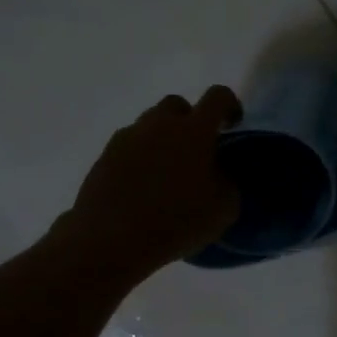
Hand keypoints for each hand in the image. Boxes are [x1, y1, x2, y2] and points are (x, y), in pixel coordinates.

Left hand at [60, 87, 242, 280]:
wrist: (111, 240)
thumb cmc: (176, 221)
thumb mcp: (224, 209)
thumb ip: (228, 182)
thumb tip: (221, 173)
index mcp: (194, 131)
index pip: (217, 96)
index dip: (229, 105)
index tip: (232, 125)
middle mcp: (159, 125)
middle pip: (177, 105)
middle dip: (189, 120)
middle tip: (195, 151)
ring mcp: (127, 138)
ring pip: (149, 126)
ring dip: (162, 140)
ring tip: (166, 174)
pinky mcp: (104, 157)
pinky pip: (129, 147)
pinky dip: (140, 158)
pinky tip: (142, 187)